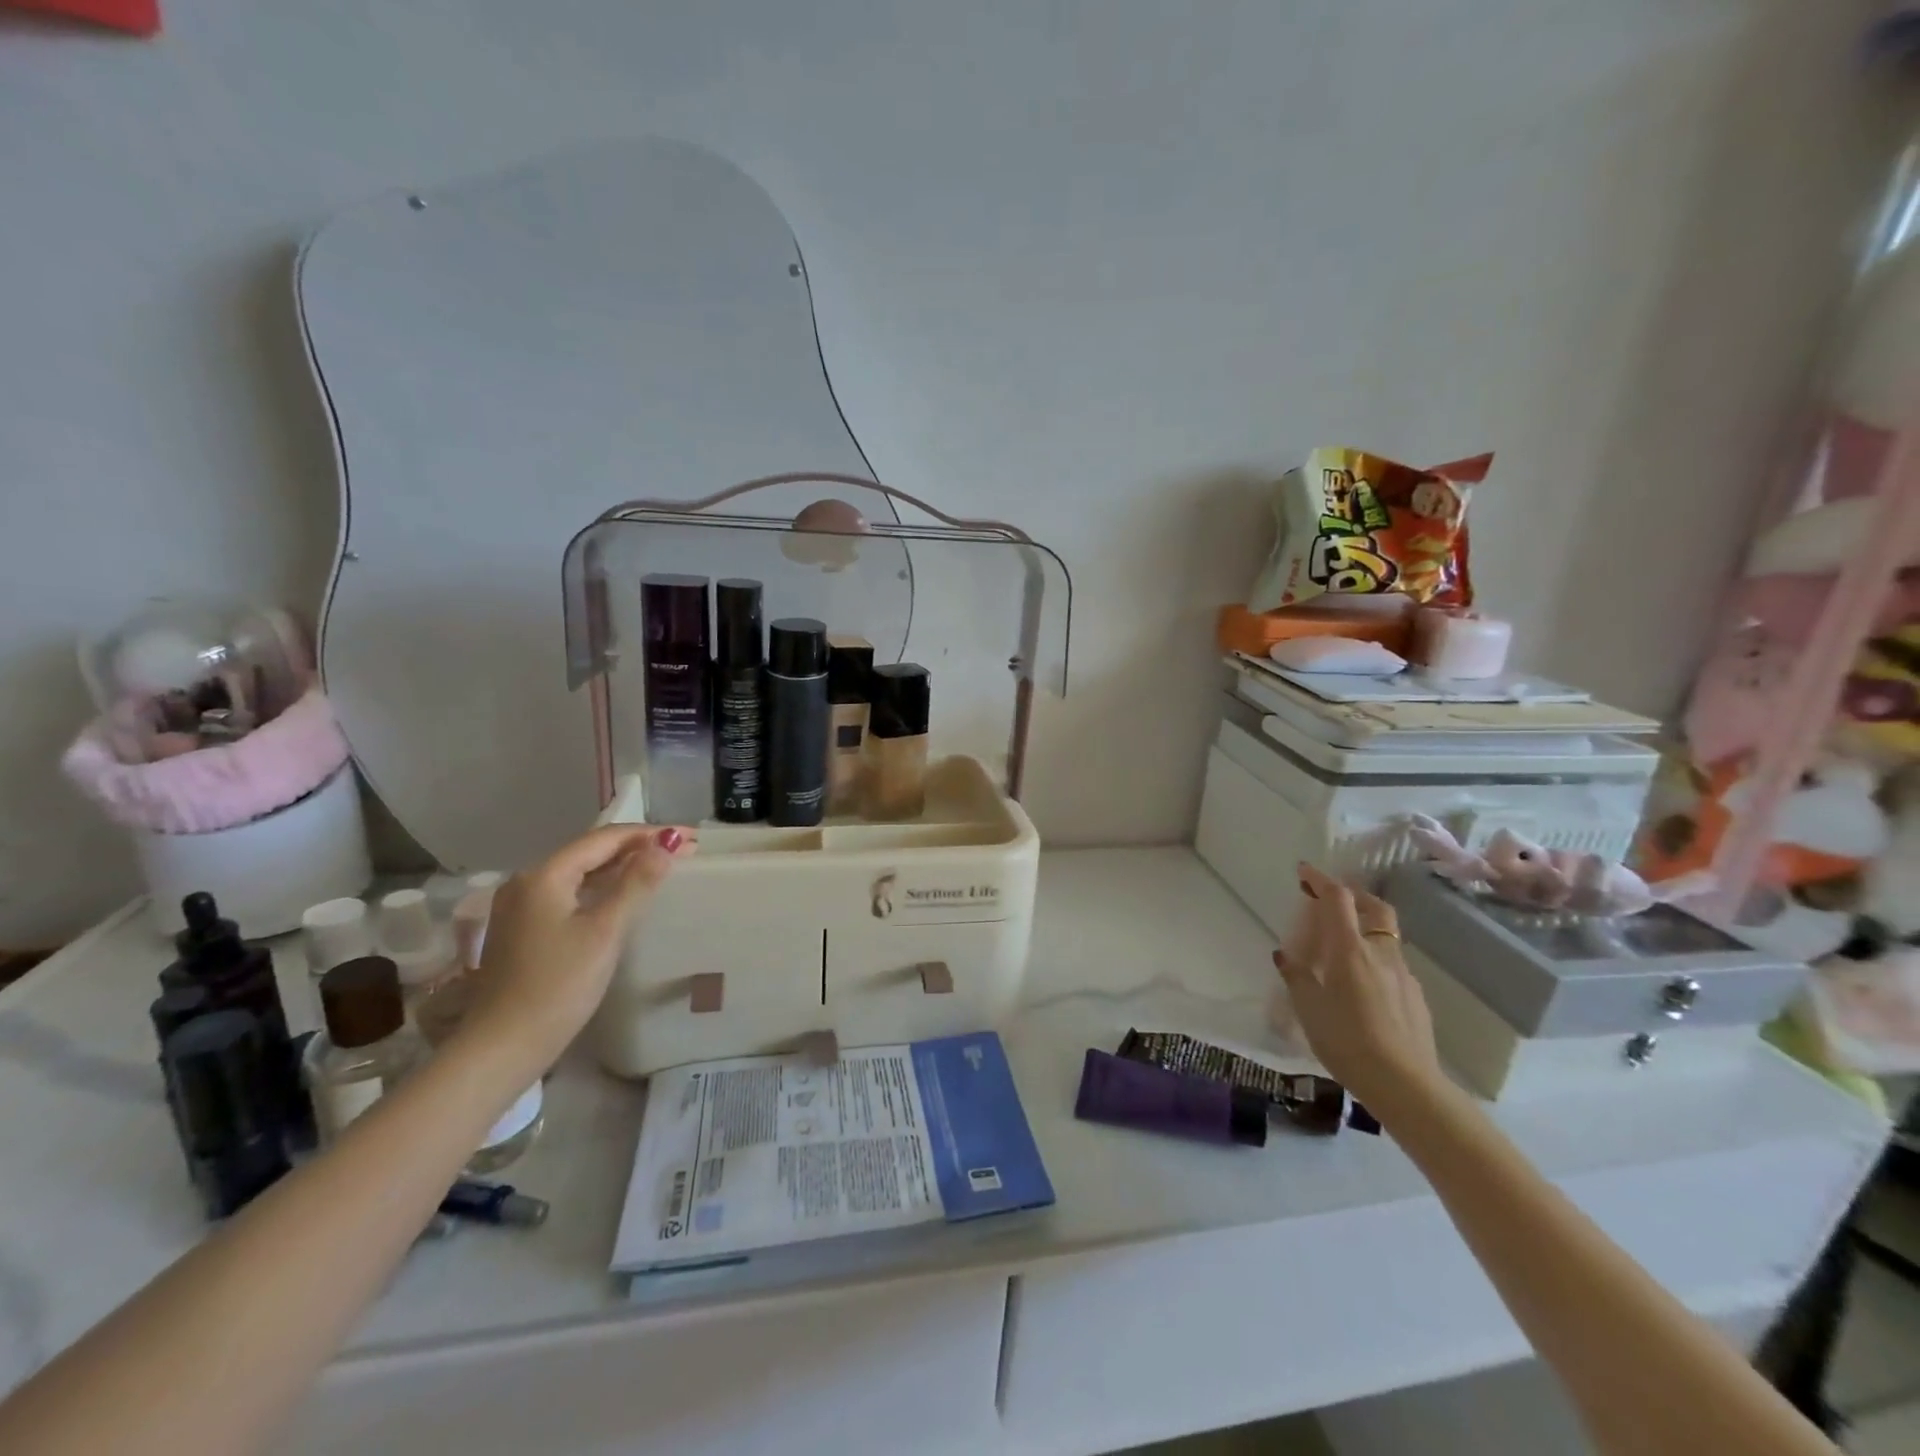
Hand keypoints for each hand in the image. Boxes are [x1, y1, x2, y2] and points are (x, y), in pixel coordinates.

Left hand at [456, 824, 689, 1070]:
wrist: (502, 1047)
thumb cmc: (558, 986)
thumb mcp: (604, 932)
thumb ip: (636, 884)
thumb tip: (667, 844)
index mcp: (544, 875)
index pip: (605, 839)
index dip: (650, 833)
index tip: (691, 838)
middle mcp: (527, 881)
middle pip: (591, 851)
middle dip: (638, 847)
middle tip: (683, 851)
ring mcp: (521, 906)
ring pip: (580, 872)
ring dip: (621, 867)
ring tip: (661, 867)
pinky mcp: (523, 929)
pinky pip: (570, 893)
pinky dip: (601, 887)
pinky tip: (623, 896)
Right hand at [1273, 862, 1444, 1113]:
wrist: (1405, 1084)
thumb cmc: (1346, 1040)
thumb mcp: (1308, 1008)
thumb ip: (1296, 976)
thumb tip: (1285, 955)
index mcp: (1350, 949)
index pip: (1338, 898)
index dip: (1320, 879)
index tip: (1304, 871)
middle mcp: (1381, 953)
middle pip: (1374, 907)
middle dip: (1353, 896)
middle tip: (1332, 902)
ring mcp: (1404, 975)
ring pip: (1386, 937)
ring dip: (1365, 930)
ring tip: (1343, 949)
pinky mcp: (1416, 998)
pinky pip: (1393, 966)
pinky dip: (1376, 961)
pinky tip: (1363, 988)